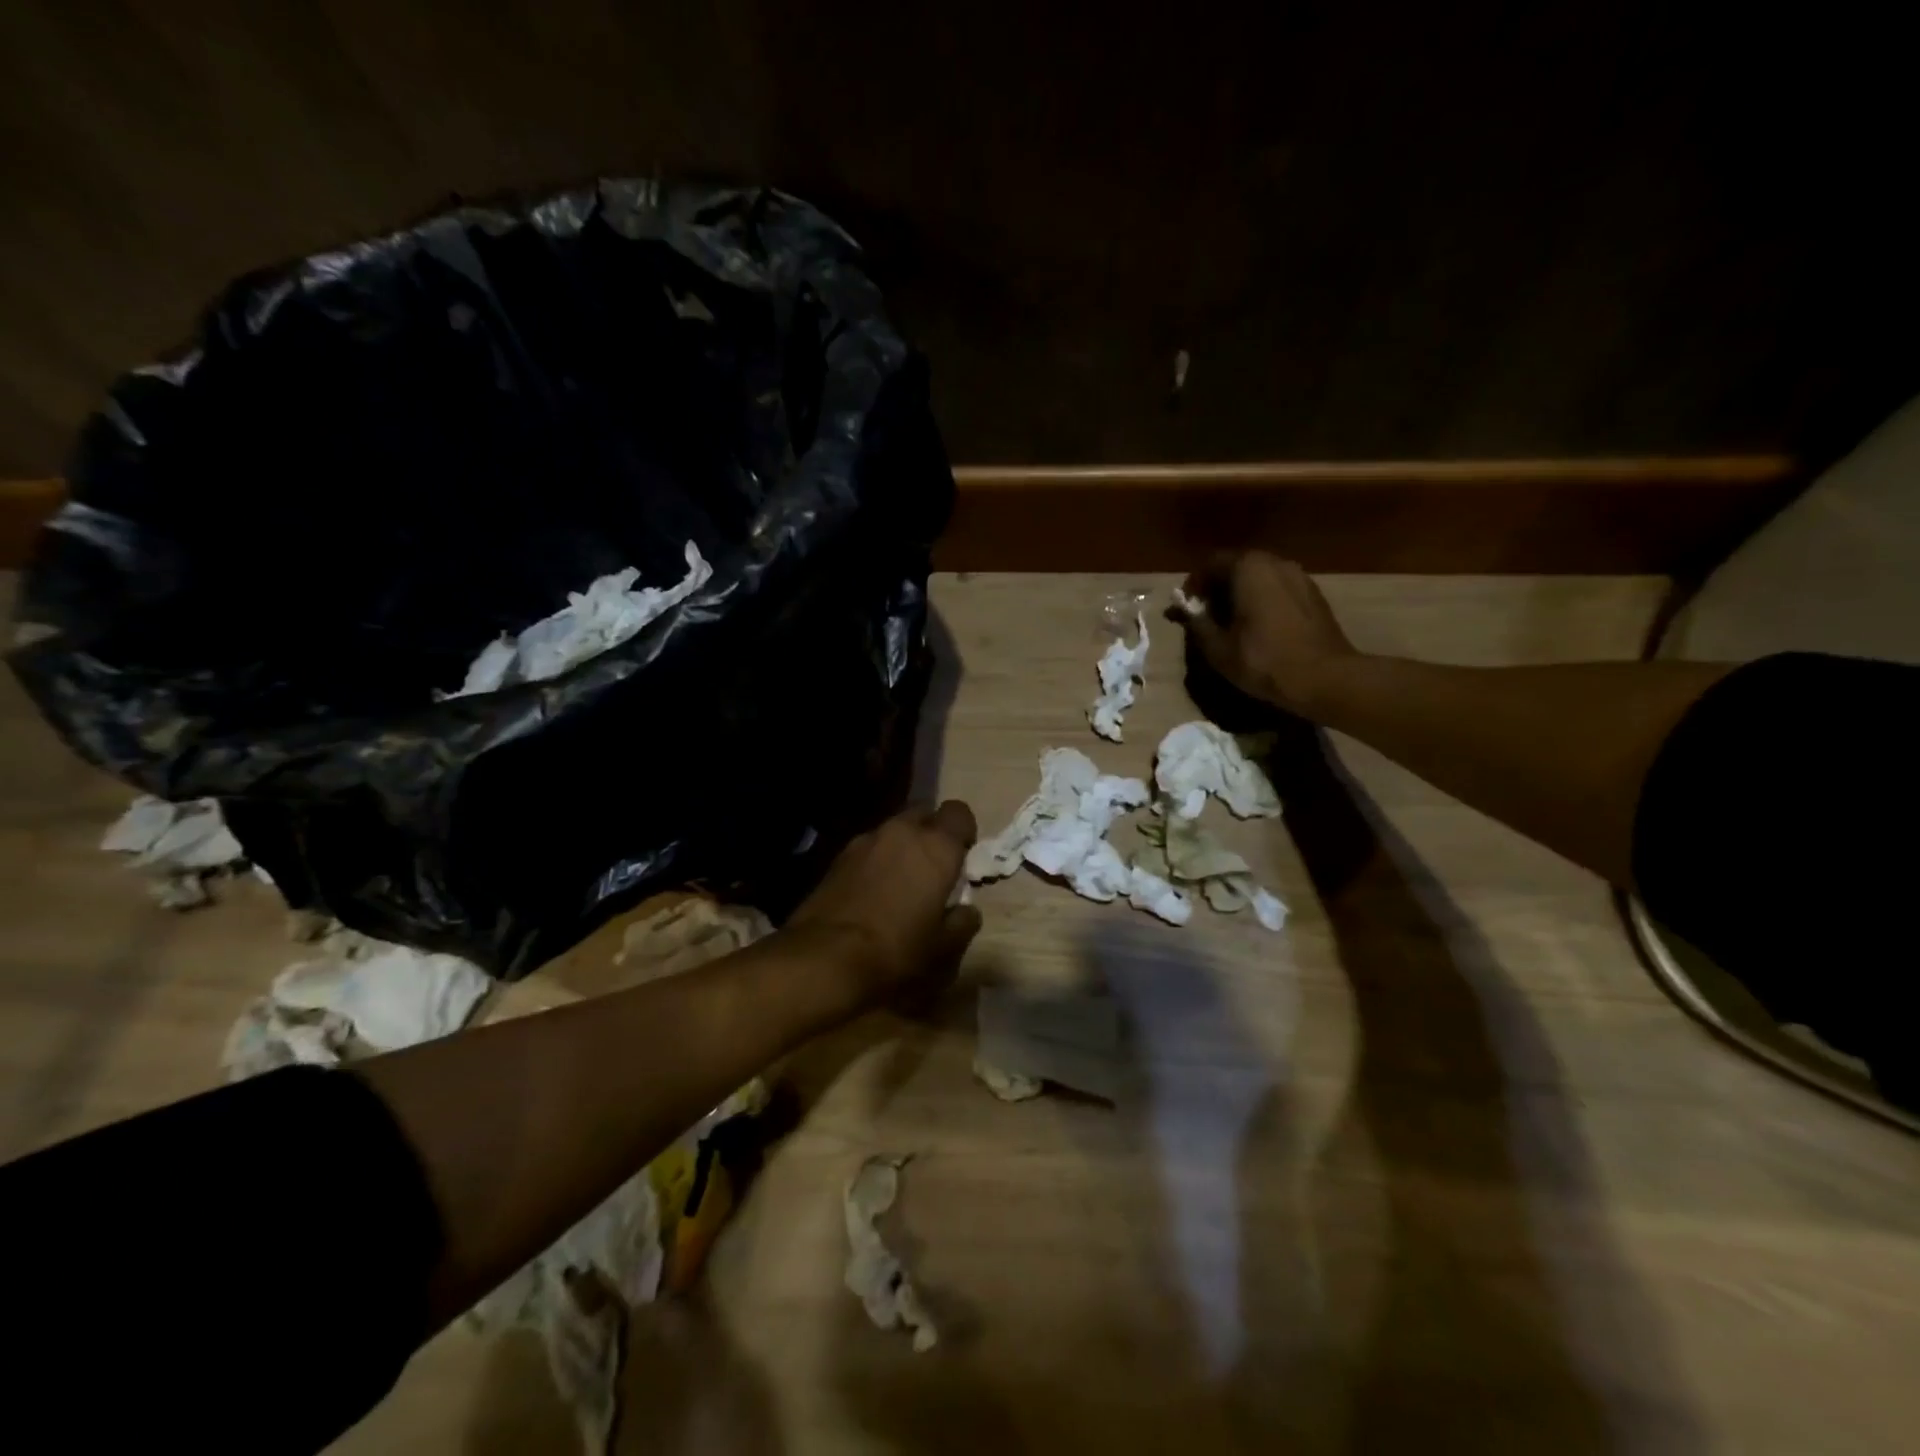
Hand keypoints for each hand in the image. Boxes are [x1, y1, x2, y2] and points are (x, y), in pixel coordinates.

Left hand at [785, 802, 982, 1000]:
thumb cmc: (896, 950)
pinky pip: (868, 849)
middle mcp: (901, 832)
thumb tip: (967, 911)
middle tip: (932, 869)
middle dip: (930, 834)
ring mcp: (865, 841)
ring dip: (901, 847)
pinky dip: (875, 861)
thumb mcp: (943, 947)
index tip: (962, 856)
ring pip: (892, 831)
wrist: (825, 957)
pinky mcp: (837, 857)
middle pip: (923, 815)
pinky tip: (871, 893)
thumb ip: (963, 923)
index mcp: (936, 846)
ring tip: (899, 883)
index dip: (963, 831)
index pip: (959, 812)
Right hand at [1178, 552, 1357, 718]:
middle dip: (1217, 587)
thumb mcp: (1218, 648)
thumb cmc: (1263, 660)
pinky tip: (1258, 626)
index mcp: (1248, 568)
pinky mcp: (1313, 594)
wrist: (1324, 677)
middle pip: (1237, 566)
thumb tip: (1185, 610)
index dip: (1193, 585)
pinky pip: (1278, 588)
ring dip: (1240, 593)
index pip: (1211, 564)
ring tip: (1231, 622)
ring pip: (1259, 577)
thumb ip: (1197, 623)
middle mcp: (1275, 562)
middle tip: (1205, 614)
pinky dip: (1262, 600)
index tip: (1185, 607)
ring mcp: (1299, 576)